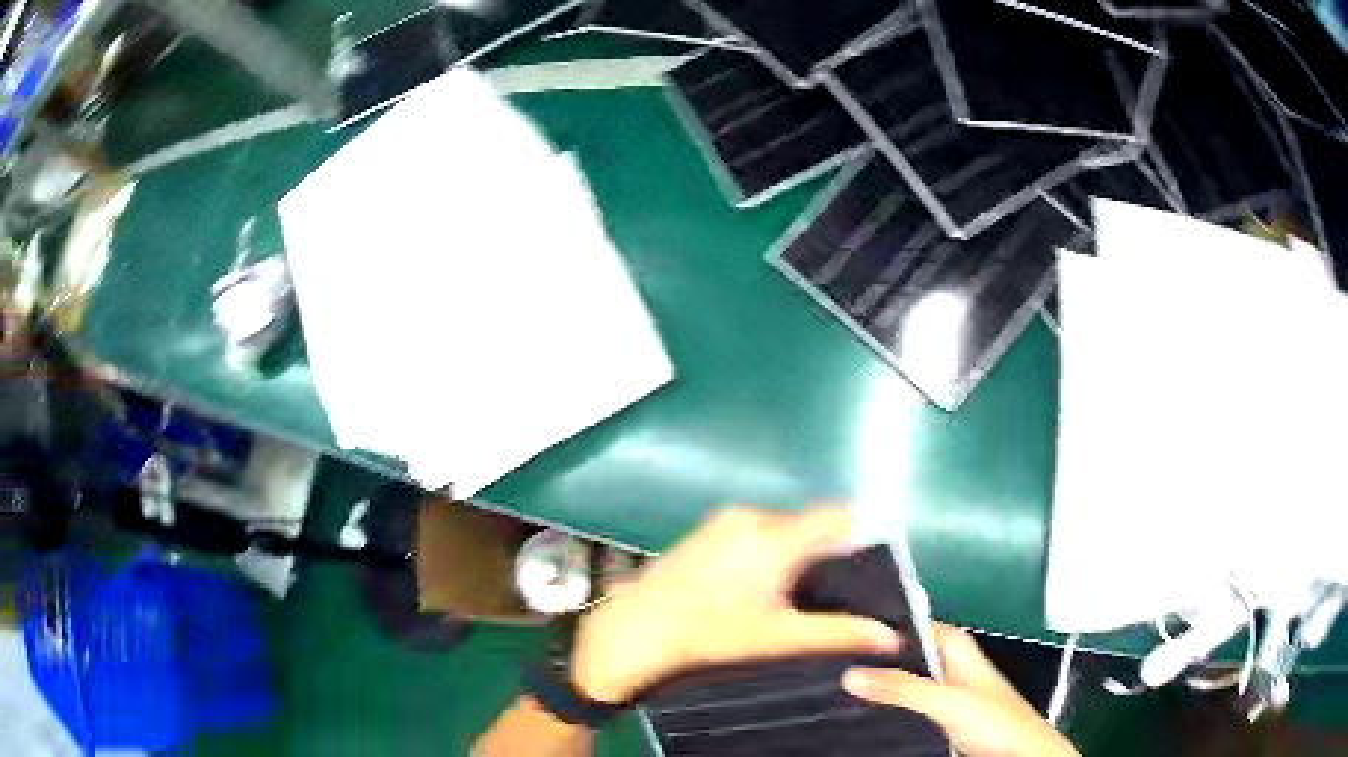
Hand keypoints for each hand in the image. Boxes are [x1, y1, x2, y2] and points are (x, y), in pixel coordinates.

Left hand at [569, 505, 900, 702]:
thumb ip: (838, 633)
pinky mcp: (705, 530)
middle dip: (824, 552)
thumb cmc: (710, 633)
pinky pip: (753, 531)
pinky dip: (766, 551)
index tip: (866, 568)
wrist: (635, 629)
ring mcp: (724, 520)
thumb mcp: (779, 637)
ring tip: (791, 596)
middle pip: (808, 524)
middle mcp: (752, 516)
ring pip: (780, 528)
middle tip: (828, 594)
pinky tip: (754, 588)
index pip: (837, 515)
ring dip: (793, 553)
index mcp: (776, 536)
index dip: (859, 535)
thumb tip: (890, 636)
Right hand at [843, 624, 1080, 756]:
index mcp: (957, 648)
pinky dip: (889, 707)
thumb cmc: (993, 719)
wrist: (1020, 755)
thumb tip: (849, 673)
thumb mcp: (947, 701)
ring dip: (880, 686)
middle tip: (830, 661)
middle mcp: (950, 666)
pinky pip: (908, 707)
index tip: (842, 630)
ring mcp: (946, 694)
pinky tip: (862, 713)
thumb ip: (902, 687)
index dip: (882, 626)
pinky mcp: (942, 719)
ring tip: (835, 685)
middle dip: (874, 659)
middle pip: (907, 655)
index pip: (915, 624)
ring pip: (905, 683)